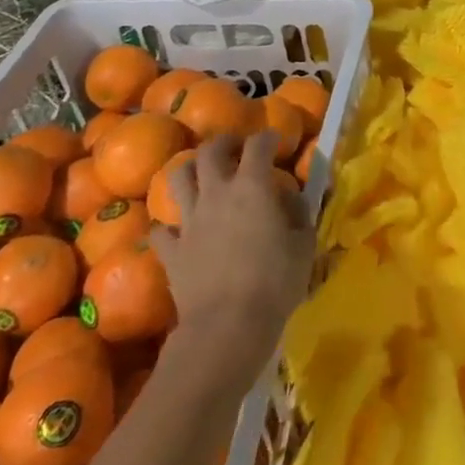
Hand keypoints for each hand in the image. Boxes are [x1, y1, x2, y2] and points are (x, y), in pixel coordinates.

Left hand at [150, 132, 315, 385]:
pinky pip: (160, 230)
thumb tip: (289, 197)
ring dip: (189, 170)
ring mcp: (189, 221)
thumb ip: (298, 213)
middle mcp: (217, 193)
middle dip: (223, 143)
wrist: (227, 327)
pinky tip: (178, 229)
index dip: (268, 137)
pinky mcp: (170, 251)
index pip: (258, 144)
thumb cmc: (274, 282)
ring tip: (201, 175)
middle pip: (210, 152)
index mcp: (252, 186)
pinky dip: (168, 225)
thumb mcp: (304, 244)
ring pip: (178, 179)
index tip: (276, 141)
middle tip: (235, 148)